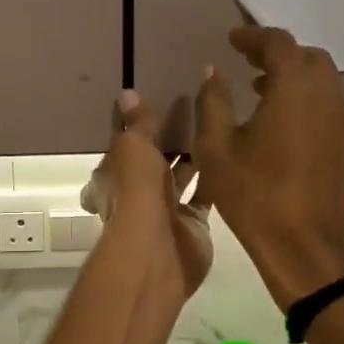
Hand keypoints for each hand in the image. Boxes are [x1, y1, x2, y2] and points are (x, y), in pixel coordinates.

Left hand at [82, 90, 212, 300]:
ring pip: (180, 178)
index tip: (156, 100)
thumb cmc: (136, 192)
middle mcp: (137, 193)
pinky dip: (214, 179)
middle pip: (153, 161)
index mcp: (114, 175)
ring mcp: (165, 210)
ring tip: (214, 124)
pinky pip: (204, 196)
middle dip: (169, 140)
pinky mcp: (193, 224)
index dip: (137, 125)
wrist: (157, 250)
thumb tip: (127, 94)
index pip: (124, 144)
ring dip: (193, 157)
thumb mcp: (134, 147)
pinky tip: (229, 154)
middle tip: (193, 108)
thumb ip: (138, 123)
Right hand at [194, 27, 343, 310]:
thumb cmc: (255, 194)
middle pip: (307, 56)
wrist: (305, 246)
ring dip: (294, 76)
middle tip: (248, 63)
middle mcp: (327, 94)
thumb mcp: (217, 148)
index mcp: (295, 87)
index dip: (253, 37)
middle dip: (277, 53)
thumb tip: (213, 72)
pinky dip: (308, 98)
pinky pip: (330, 104)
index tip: (232, 40)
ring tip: (262, 91)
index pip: (278, 43)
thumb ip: (213, 102)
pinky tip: (284, 121)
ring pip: (323, 80)